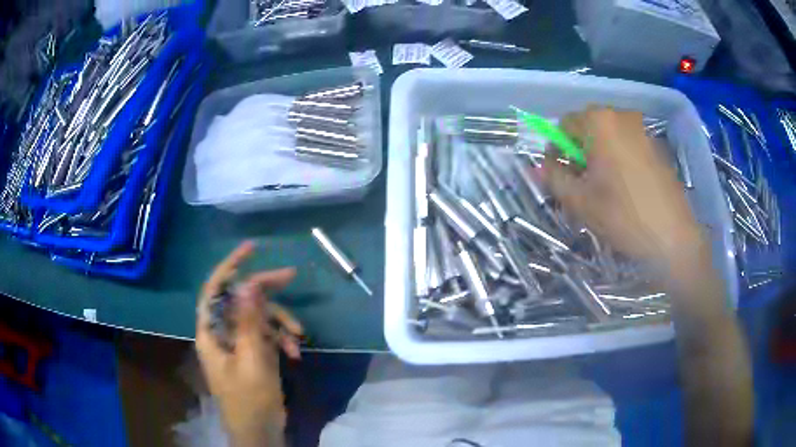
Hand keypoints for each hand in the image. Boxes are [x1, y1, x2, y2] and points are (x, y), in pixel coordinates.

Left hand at [195, 241, 302, 446]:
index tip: (252, 249)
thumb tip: (247, 284)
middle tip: (291, 276)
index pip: (214, 290)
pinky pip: (266, 336)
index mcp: (211, 333)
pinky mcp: (252, 354)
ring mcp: (238, 344)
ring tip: (298, 339)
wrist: (260, 433)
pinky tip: (295, 353)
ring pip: (257, 317)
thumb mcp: (252, 360)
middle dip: (265, 291)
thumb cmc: (251, 401)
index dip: (229, 266)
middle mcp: (221, 333)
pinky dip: (281, 340)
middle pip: (239, 299)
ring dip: (280, 323)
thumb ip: (249, 322)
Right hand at [544, 106, 703, 268]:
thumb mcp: (579, 200)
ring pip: (609, 137)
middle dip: (579, 153)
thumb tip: (543, 167)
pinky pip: (628, 146)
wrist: (672, 237)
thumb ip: (554, 178)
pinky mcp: (656, 147)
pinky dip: (619, 160)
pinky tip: (625, 189)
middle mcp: (622, 117)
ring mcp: (642, 131)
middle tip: (582, 184)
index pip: (565, 125)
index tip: (560, 175)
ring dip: (599, 157)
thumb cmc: (623, 216)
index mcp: (600, 122)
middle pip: (589, 128)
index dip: (557, 149)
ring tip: (604, 189)